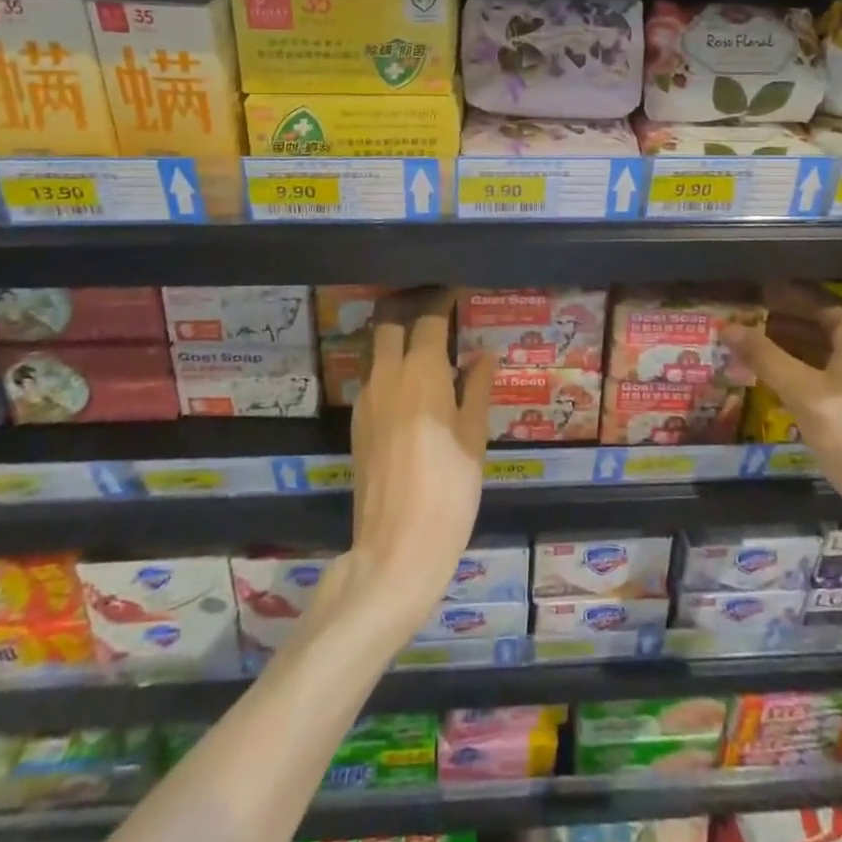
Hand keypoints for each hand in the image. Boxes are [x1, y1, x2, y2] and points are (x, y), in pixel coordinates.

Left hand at [339, 289, 492, 630]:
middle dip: (410, 309)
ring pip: (377, 351)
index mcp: (421, 374)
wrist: (396, 550)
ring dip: (397, 339)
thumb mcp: (474, 439)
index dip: (443, 300)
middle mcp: (387, 377)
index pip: (428, 319)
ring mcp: (366, 401)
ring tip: (427, 347)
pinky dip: (390, 369)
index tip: (458, 291)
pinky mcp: (357, 425)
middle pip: (389, 323)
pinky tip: (413, 387)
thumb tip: (484, 355)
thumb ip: (477, 390)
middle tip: (436, 311)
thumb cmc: (449, 491)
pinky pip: (373, 380)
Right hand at [720, 282, 841, 507]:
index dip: (785, 300)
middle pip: (823, 328)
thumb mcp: (801, 393)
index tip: (755, 297)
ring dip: (794, 348)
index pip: (818, 305)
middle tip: (749, 324)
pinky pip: (835, 373)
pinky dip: (808, 369)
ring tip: (758, 351)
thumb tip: (726, 327)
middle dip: (786, 324)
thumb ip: (764, 357)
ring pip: (828, 353)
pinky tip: (784, 383)